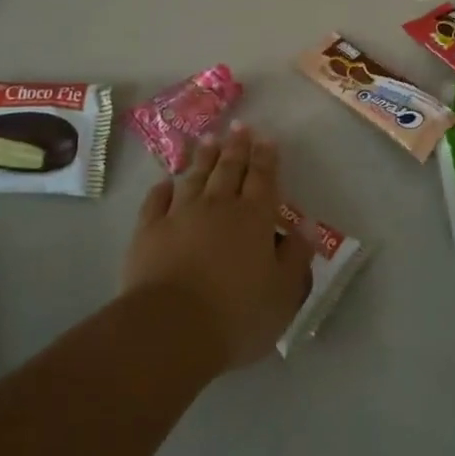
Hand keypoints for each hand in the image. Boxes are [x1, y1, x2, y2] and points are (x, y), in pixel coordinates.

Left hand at [122, 124, 314, 370]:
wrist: (171, 328)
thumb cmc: (237, 314)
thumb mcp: (283, 293)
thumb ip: (296, 256)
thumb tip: (306, 225)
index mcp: (254, 218)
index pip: (263, 178)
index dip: (266, 157)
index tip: (266, 138)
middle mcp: (218, 207)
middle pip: (229, 170)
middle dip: (236, 147)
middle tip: (240, 127)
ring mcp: (180, 215)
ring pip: (195, 178)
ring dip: (203, 158)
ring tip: (209, 139)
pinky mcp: (148, 232)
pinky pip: (156, 202)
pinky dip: (162, 189)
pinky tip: (166, 182)